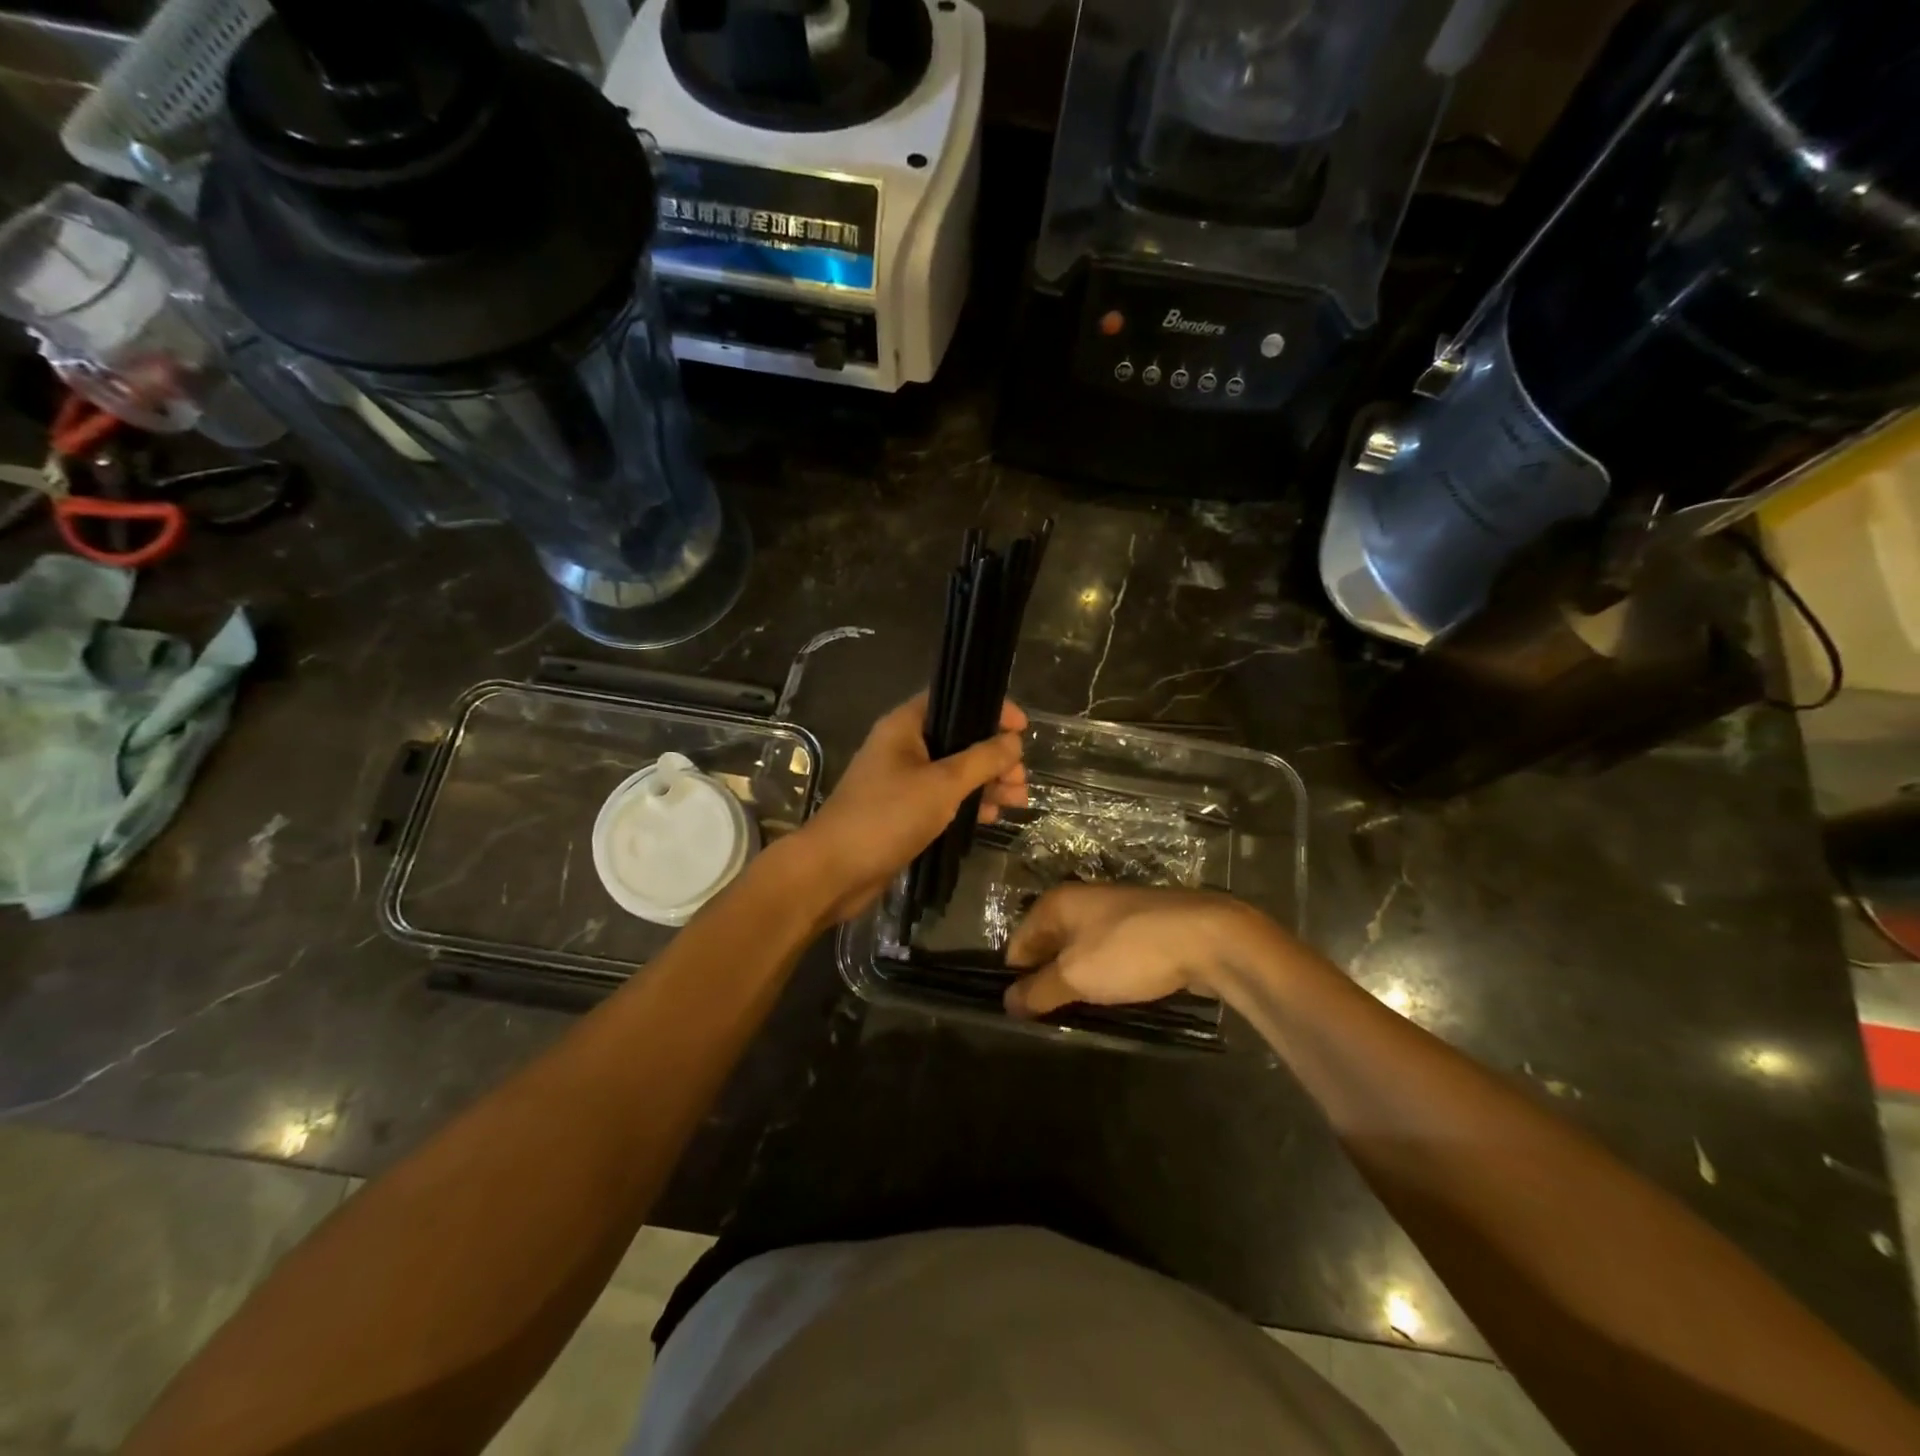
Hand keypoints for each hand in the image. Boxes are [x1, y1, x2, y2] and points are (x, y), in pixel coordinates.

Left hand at [796, 691, 1026, 923]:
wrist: (834, 871)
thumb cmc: (887, 817)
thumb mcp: (942, 784)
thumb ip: (982, 759)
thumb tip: (1014, 741)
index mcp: (905, 727)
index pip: (953, 700)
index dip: (990, 709)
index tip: (1023, 728)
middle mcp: (903, 747)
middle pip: (958, 739)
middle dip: (994, 756)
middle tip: (1020, 779)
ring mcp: (902, 781)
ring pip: (954, 772)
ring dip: (986, 782)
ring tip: (1016, 801)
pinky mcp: (903, 811)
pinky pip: (942, 798)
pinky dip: (966, 803)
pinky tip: (990, 817)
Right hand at [1003, 884, 1268, 1017]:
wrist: (1206, 937)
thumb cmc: (1129, 951)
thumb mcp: (1075, 976)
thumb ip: (1038, 991)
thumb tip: (1007, 1002)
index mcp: (1056, 903)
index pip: (1018, 943)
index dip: (1015, 979)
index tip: (1021, 1014)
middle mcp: (1079, 901)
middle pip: (1048, 947)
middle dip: (1046, 981)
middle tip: (1048, 1020)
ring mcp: (1113, 914)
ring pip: (1079, 953)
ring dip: (1076, 982)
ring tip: (1079, 1015)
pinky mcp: (1140, 930)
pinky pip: (1108, 956)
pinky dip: (1104, 977)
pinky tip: (1111, 1000)